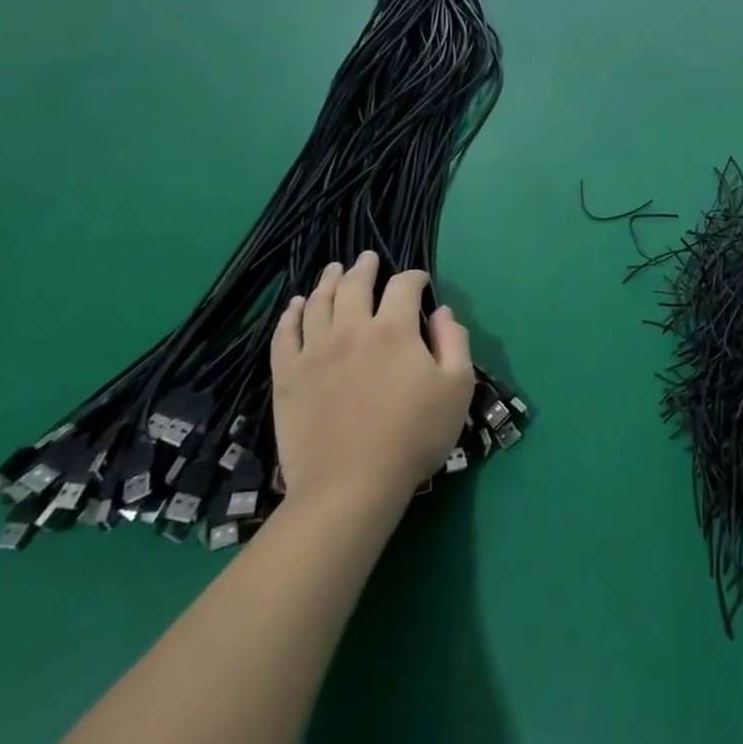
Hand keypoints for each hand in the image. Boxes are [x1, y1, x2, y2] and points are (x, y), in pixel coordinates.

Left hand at [270, 253, 474, 517]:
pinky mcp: (287, 377)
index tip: (421, 282)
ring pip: (317, 302)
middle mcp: (352, 329)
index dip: (415, 277)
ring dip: (328, 281)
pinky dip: (290, 314)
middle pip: (355, 285)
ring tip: (334, 270)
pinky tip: (294, 305)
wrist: (351, 485)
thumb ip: (454, 341)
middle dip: (365, 267)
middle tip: (368, 258)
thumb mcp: (457, 387)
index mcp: (395, 330)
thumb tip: (442, 312)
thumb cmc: (414, 435)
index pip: (404, 286)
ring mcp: (314, 352)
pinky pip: (284, 334)